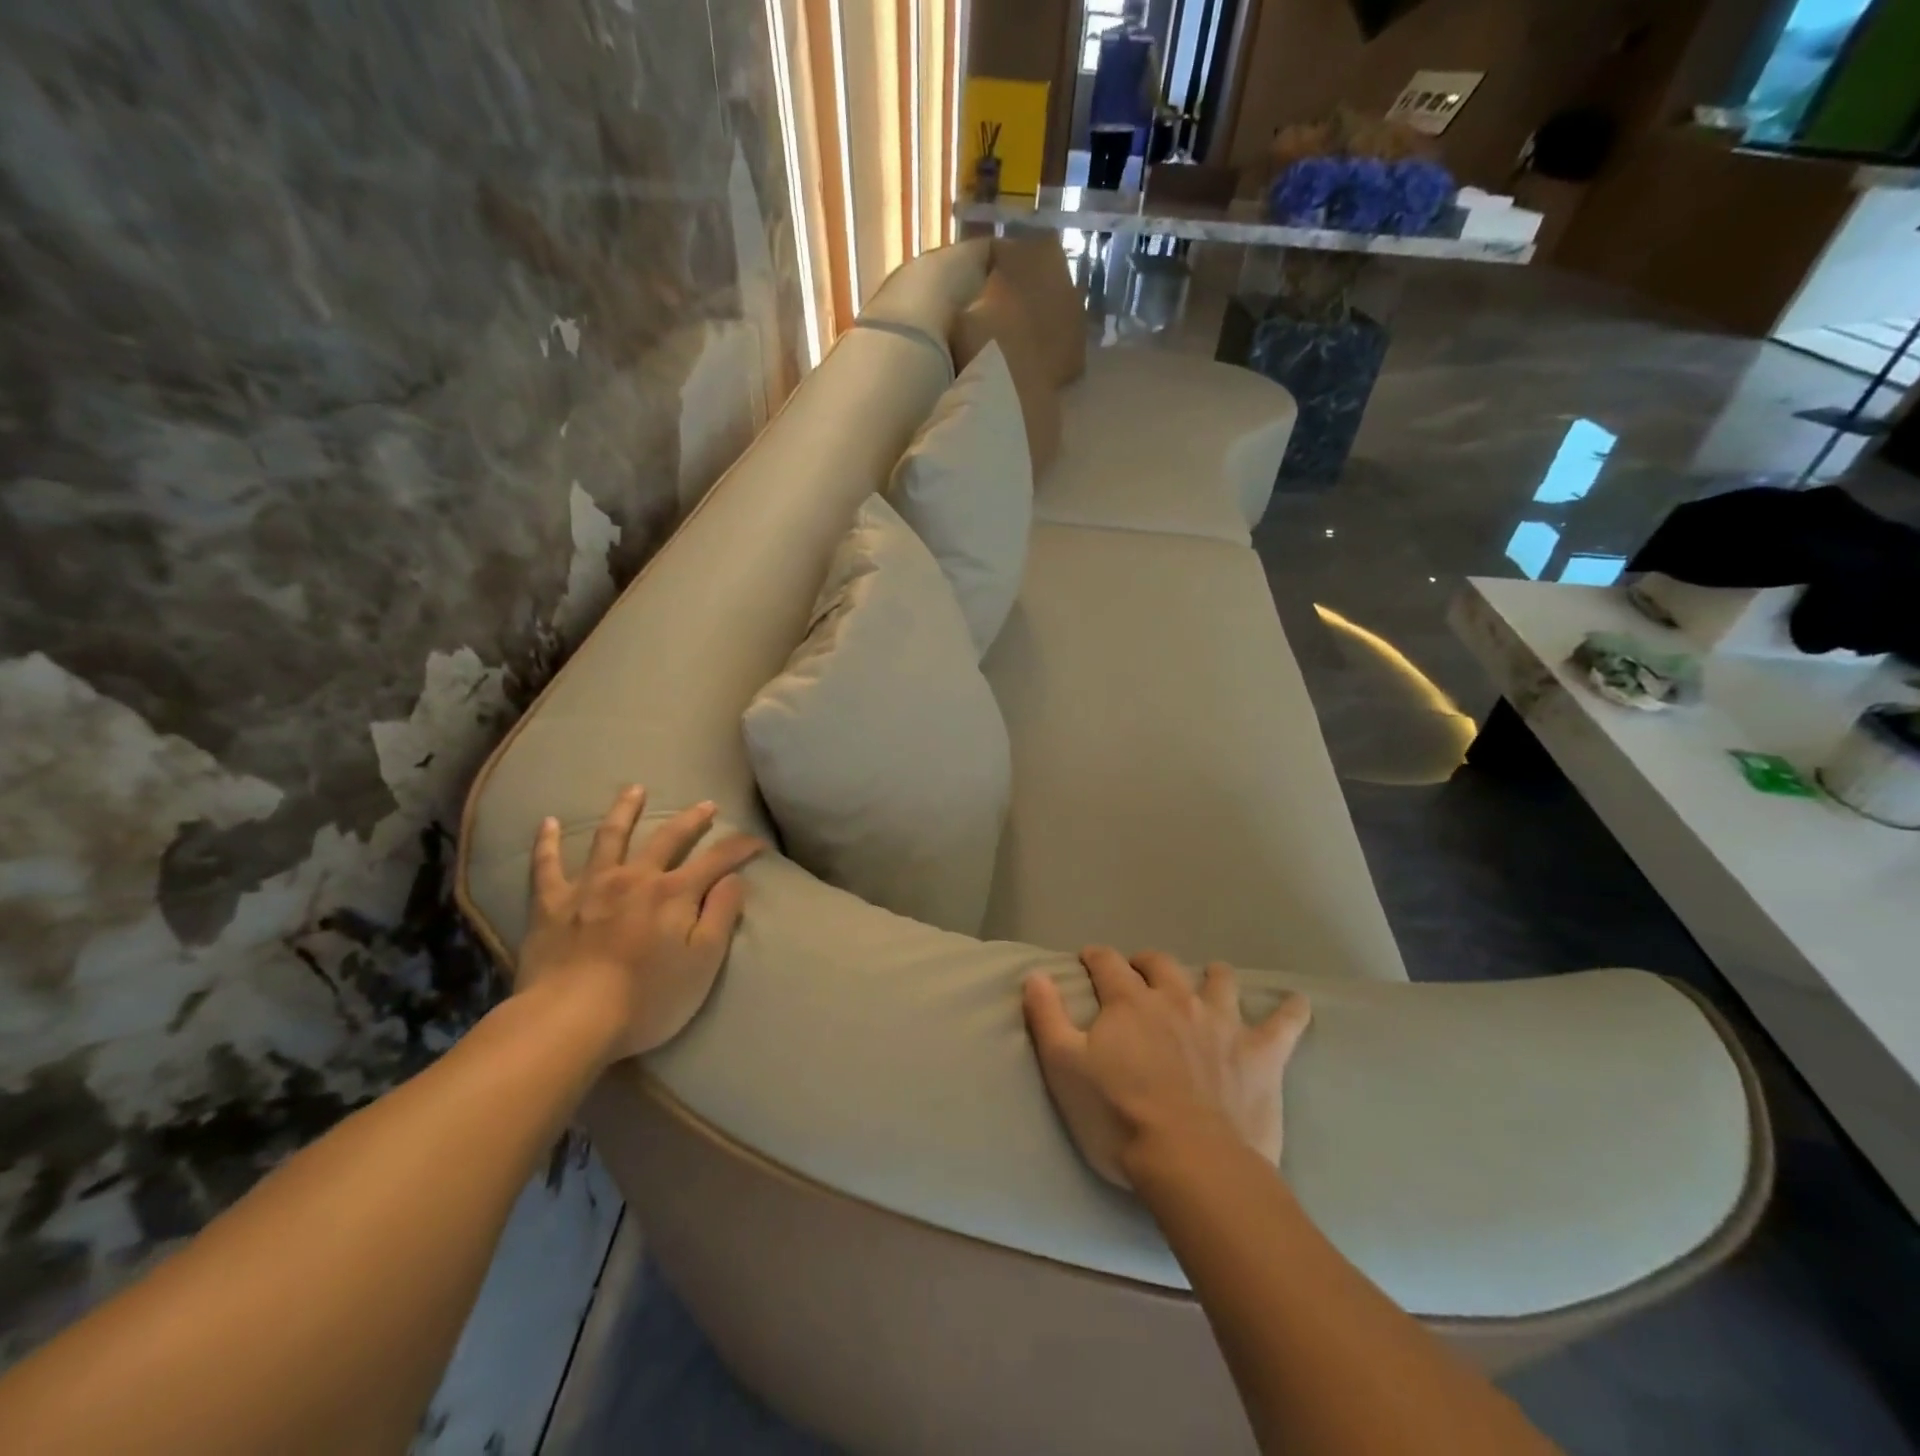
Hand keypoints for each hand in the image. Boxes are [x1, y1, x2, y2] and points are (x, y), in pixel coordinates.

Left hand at [518, 786, 764, 1061]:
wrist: (569, 1020)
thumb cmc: (646, 999)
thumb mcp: (703, 963)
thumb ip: (721, 915)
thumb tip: (734, 879)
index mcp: (674, 893)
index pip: (717, 860)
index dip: (741, 848)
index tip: (759, 841)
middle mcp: (635, 878)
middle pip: (668, 838)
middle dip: (692, 820)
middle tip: (707, 805)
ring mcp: (590, 886)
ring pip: (610, 837)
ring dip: (625, 810)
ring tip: (635, 789)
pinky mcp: (552, 904)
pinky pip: (546, 866)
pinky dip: (547, 843)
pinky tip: (548, 823)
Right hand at [1022, 947, 1311, 1187]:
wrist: (1192, 1163)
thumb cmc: (1118, 1117)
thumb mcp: (1064, 1067)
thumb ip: (1046, 1016)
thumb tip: (1034, 973)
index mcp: (1129, 1001)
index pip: (1107, 963)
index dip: (1096, 957)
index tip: (1089, 959)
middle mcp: (1175, 999)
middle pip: (1161, 964)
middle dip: (1147, 963)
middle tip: (1140, 973)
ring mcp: (1222, 1022)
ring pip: (1219, 980)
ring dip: (1212, 977)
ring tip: (1209, 981)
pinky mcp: (1260, 1053)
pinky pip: (1284, 1023)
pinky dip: (1291, 1011)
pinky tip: (1298, 1004)